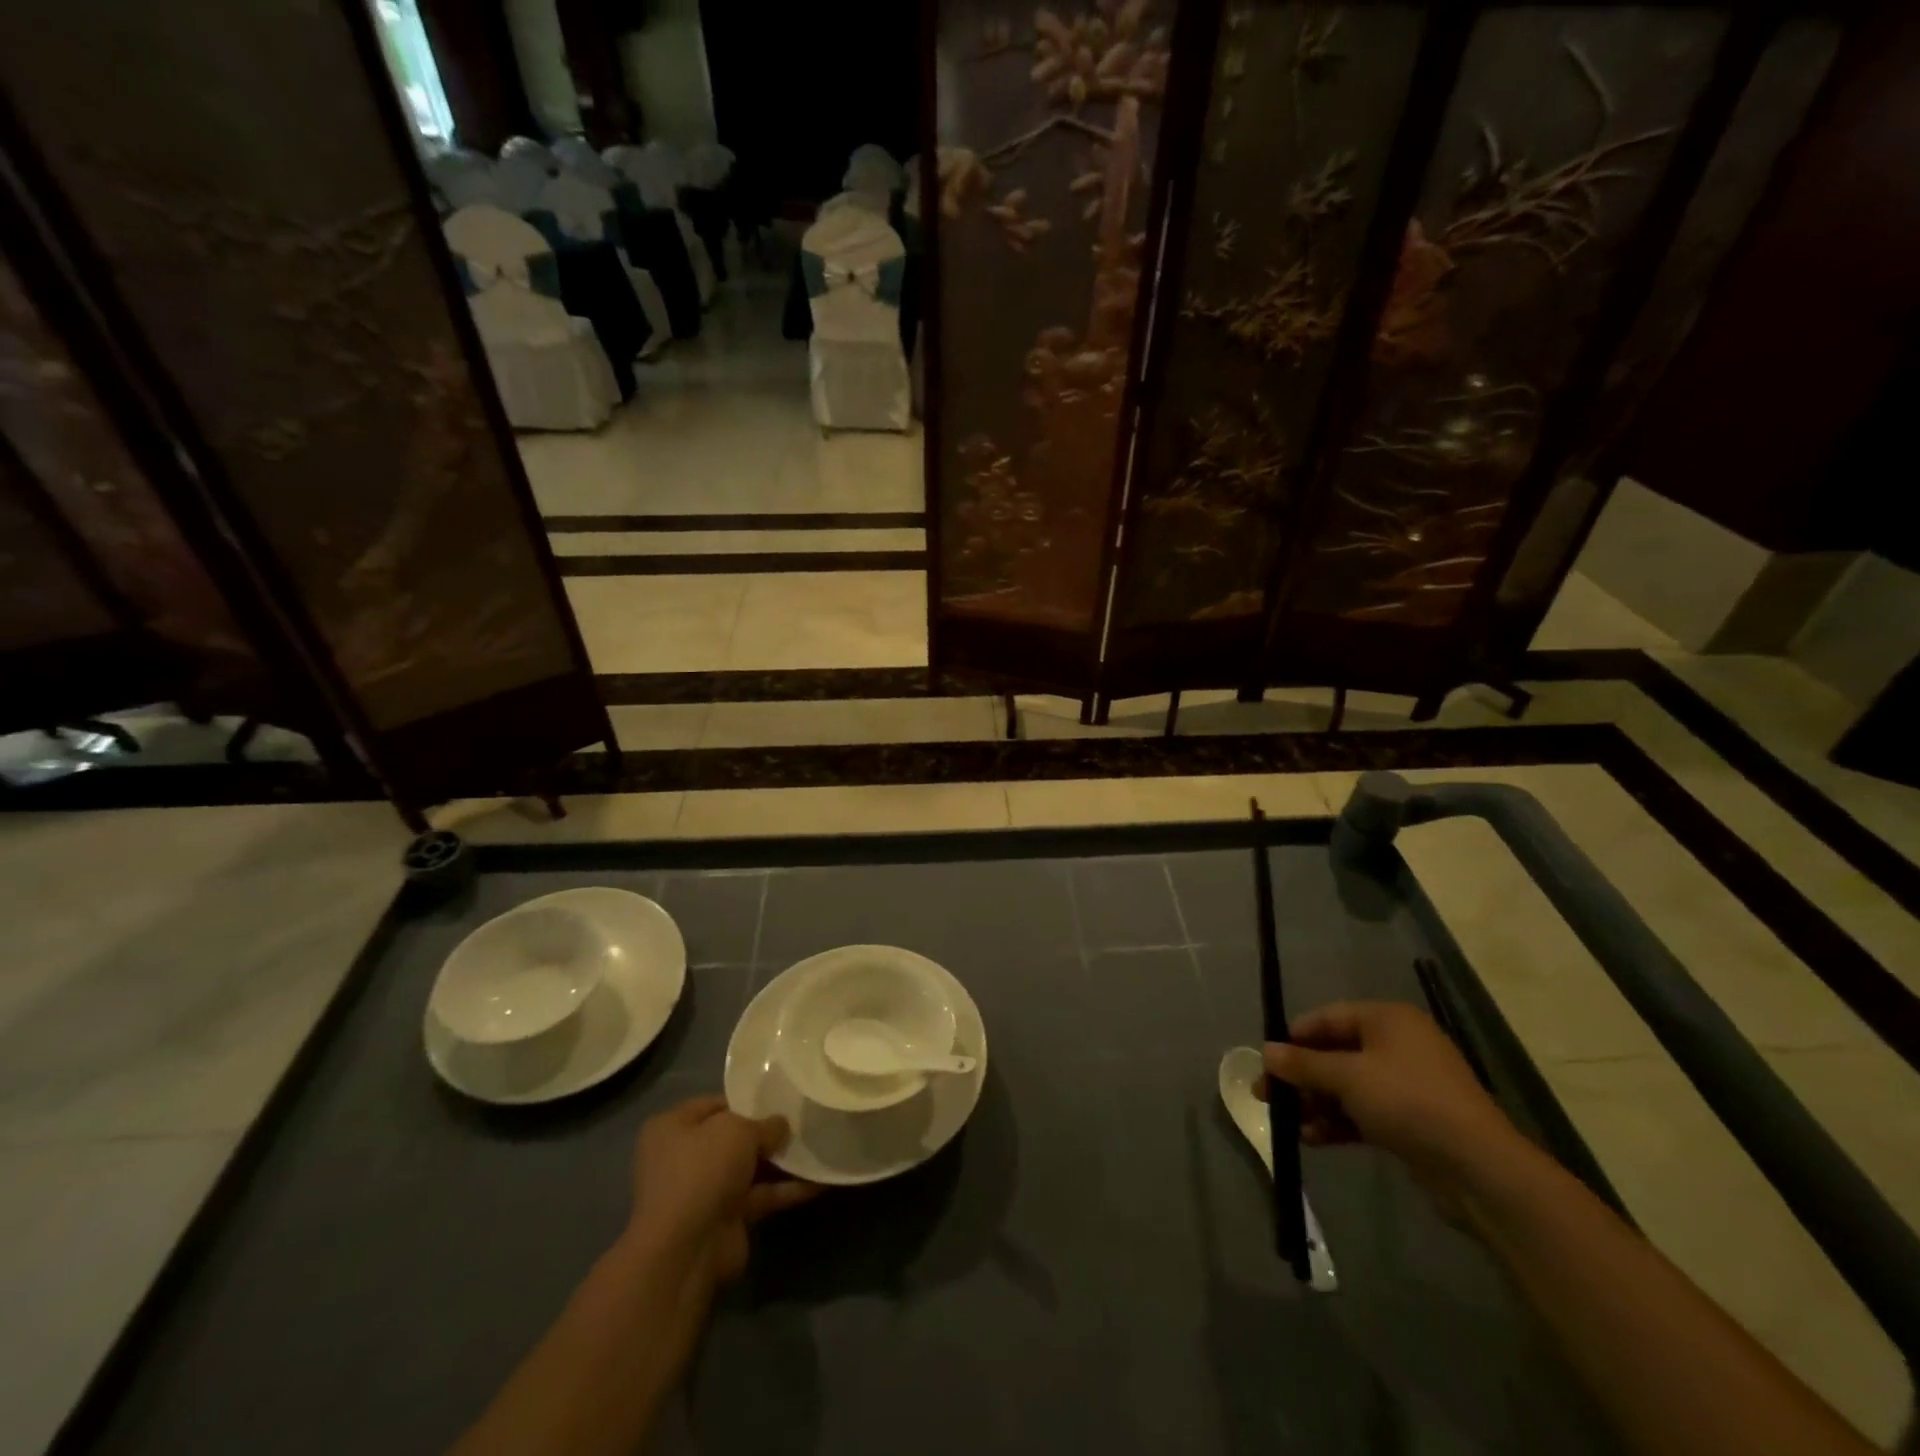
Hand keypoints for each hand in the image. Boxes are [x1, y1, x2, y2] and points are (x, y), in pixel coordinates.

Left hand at [625, 1097, 818, 1285]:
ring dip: (781, 1161)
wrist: (686, 1250)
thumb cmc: (702, 1171)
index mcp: (673, 1127)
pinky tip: (818, 1182)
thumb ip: (764, 1124)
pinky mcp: (725, 1219)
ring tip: (818, 1146)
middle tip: (803, 1120)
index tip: (780, 1095)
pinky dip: (785, 1190)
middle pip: (733, 1138)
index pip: (715, 1104)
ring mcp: (704, 1190)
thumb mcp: (738, 1130)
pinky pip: (760, 1197)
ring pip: (749, 1168)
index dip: (747, 1099)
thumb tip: (781, 1125)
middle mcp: (684, 1157)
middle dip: (767, 1132)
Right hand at [1261, 1001, 1525, 1199]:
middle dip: (1301, 1076)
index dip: (1293, 1038)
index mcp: (1387, 1020)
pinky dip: (1338, 1122)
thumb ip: (1303, 1064)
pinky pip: (1363, 1112)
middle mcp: (1397, 1045)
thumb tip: (1266, 1051)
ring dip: (1316, 1103)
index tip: (1266, 1060)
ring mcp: (1406, 1085)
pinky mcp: (1411, 1120)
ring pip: (1347, 1086)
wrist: (1480, 1169)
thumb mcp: (1348, 1077)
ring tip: (1288, 1123)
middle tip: (1266, 1095)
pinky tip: (1312, 1139)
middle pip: (1335, 1054)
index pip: (1327, 1019)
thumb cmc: (1409, 1102)